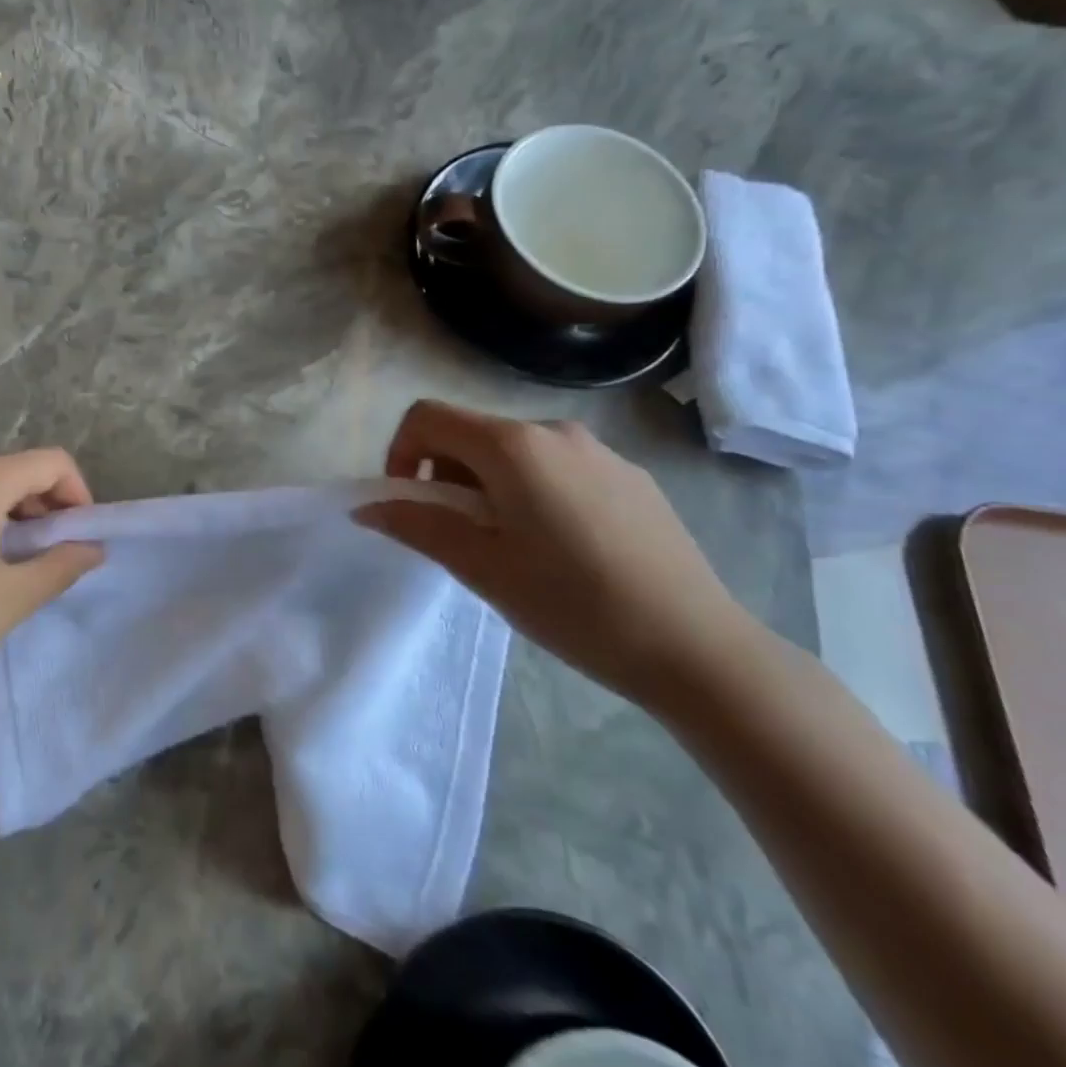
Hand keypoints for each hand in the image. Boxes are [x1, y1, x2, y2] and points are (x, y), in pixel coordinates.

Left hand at [0, 449, 102, 726]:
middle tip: (49, 551)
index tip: (79, 535)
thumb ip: (62, 564)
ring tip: (7, 558)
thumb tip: (92, 547)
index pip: (50, 463)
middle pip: (11, 469)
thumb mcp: (12, 599)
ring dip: (4, 510)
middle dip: (41, 503)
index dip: (77, 493)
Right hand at [356, 400, 755, 704]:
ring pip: (515, 451)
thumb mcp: (482, 568)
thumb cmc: (574, 605)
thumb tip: (367, 507)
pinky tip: (560, 548)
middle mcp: (555, 431)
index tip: (409, 503)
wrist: (699, 649)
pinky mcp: (631, 477)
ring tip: (508, 545)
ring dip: (487, 485)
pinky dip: (532, 491)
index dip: (400, 452)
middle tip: (458, 535)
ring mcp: (599, 451)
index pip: (428, 417)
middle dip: (445, 475)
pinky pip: (558, 467)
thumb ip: (417, 526)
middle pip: (471, 432)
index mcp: (513, 445)